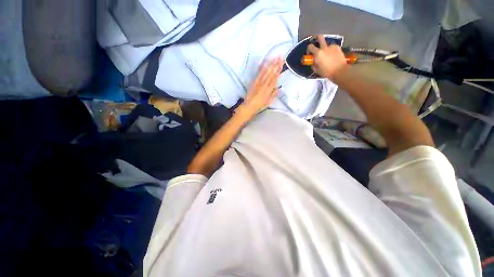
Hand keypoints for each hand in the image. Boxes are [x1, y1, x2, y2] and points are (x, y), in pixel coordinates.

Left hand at [239, 57, 283, 116]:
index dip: (279, 70)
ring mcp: (259, 82)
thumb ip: (273, 94)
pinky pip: (258, 74)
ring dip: (270, 64)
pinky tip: (264, 63)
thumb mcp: (268, 101)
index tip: (282, 63)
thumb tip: (278, 88)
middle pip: (271, 73)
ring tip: (274, 57)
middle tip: (280, 57)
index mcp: (269, 90)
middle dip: (276, 64)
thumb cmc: (259, 105)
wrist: (249, 106)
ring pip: (266, 72)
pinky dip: (262, 68)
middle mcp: (264, 84)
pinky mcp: (254, 82)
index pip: (275, 78)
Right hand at [307, 35, 348, 79]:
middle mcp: (324, 48)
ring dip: (325, 48)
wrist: (340, 71)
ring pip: (326, 45)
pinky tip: (332, 56)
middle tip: (316, 42)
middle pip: (320, 37)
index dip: (308, 49)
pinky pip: (332, 47)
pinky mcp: (337, 47)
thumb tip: (313, 61)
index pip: (310, 46)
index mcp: (318, 53)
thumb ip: (313, 64)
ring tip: (327, 55)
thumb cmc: (327, 72)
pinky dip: (331, 51)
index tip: (309, 53)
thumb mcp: (317, 70)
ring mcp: (332, 46)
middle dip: (317, 38)